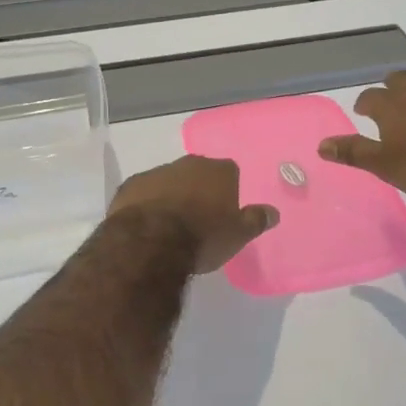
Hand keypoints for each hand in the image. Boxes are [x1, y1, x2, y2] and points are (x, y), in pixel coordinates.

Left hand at [106, 155, 278, 276]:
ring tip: (171, 225)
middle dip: (199, 190)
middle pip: (199, 173)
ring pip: (170, 180)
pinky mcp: (131, 185)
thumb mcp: (238, 235)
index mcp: (219, 171)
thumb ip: (256, 220)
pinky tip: (147, 224)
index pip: (230, 173)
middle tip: (199, 219)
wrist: (150, 242)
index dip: (228, 192)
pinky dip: (147, 203)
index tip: (224, 212)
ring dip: (172, 196)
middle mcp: (190, 163)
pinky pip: (145, 192)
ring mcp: (158, 171)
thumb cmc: (203, 237)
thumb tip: (274, 212)